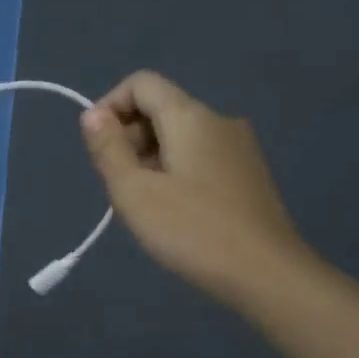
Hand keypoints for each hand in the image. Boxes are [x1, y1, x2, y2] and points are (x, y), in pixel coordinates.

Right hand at [80, 71, 307, 301]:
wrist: (267, 274)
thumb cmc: (193, 231)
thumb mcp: (135, 193)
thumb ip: (109, 149)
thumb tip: (92, 115)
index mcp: (191, 117)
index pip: (142, 83)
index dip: (110, 106)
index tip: (97, 149)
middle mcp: (219, 121)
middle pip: (161, 108)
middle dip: (129, 137)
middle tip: (119, 187)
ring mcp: (239, 147)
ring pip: (179, 136)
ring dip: (150, 159)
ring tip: (144, 205)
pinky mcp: (248, 174)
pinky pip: (199, 157)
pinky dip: (174, 172)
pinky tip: (174, 212)